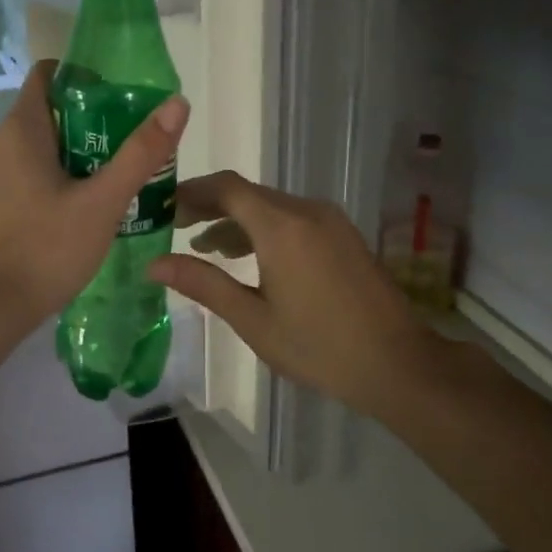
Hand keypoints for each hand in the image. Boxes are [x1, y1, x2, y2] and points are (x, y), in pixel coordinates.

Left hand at [0, 60, 189, 334]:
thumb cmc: (46, 250)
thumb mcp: (103, 202)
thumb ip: (140, 152)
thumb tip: (178, 103)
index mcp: (19, 128)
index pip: (49, 74)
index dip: (87, 79)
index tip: (121, 104)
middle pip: (50, 111)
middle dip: (92, 123)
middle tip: (129, 149)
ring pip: (39, 146)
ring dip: (77, 154)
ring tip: (114, 182)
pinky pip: (26, 172)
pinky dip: (56, 177)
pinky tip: (82, 209)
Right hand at [148, 172, 433, 420]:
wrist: (396, 363)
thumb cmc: (318, 347)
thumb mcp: (252, 319)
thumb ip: (204, 284)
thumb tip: (154, 265)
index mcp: (281, 226)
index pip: (226, 188)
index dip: (191, 192)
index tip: (162, 208)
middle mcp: (306, 210)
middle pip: (248, 193)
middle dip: (209, 206)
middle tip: (175, 228)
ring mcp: (330, 220)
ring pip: (271, 206)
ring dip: (237, 220)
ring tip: (205, 248)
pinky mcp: (343, 234)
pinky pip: (293, 218)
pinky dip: (264, 229)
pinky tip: (249, 257)